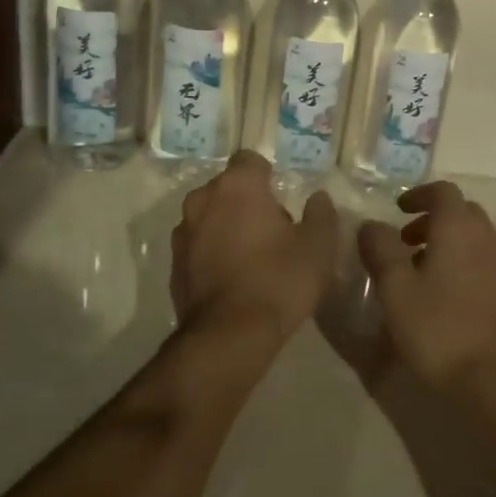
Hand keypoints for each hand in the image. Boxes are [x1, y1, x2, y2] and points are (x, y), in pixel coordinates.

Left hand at [171, 151, 339, 344]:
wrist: (229, 336)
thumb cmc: (279, 281)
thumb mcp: (318, 247)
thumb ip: (321, 214)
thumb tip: (318, 198)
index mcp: (237, 187)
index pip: (250, 160)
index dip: (268, 176)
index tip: (282, 199)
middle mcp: (203, 200)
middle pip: (228, 188)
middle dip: (248, 202)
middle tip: (274, 231)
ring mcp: (183, 232)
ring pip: (210, 216)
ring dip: (228, 226)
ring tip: (252, 257)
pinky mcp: (174, 263)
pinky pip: (198, 244)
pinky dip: (213, 251)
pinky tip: (233, 278)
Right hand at [358, 180, 495, 391]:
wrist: (493, 379)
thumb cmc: (438, 328)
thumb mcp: (395, 288)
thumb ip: (380, 249)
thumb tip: (371, 225)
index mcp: (459, 228)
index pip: (443, 191)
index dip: (418, 195)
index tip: (397, 210)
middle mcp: (487, 237)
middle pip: (461, 212)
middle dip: (432, 219)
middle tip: (405, 242)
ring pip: (474, 238)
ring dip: (447, 243)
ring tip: (420, 272)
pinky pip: (484, 261)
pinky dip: (463, 263)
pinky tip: (444, 296)